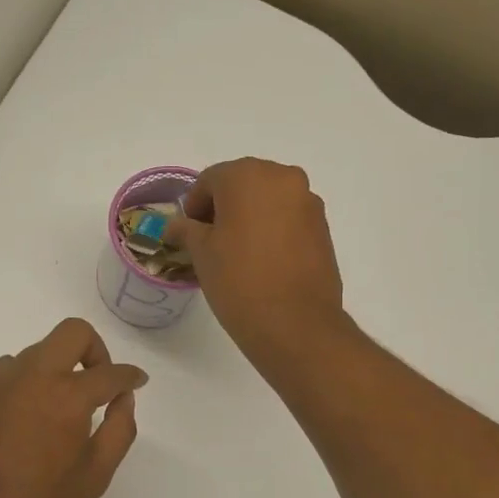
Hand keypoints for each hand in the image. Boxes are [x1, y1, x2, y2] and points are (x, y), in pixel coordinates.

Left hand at [0, 318, 145, 497]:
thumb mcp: (94, 477)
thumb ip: (119, 430)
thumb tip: (123, 398)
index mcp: (67, 397)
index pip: (110, 373)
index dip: (131, 376)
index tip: (137, 382)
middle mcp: (32, 376)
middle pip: (72, 333)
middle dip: (95, 350)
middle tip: (100, 384)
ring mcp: (0, 381)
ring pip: (41, 349)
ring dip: (60, 366)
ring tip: (63, 407)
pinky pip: (13, 368)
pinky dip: (32, 379)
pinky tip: (32, 415)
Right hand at [164, 158, 348, 365]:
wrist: (295, 323)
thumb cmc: (239, 280)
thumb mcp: (201, 253)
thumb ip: (186, 230)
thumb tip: (175, 225)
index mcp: (247, 175)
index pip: (210, 180)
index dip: (193, 205)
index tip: (187, 233)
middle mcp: (283, 177)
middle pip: (242, 183)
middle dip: (223, 207)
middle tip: (209, 241)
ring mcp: (308, 201)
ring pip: (268, 200)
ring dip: (250, 217)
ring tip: (237, 252)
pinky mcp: (323, 227)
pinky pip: (289, 218)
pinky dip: (272, 229)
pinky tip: (262, 260)